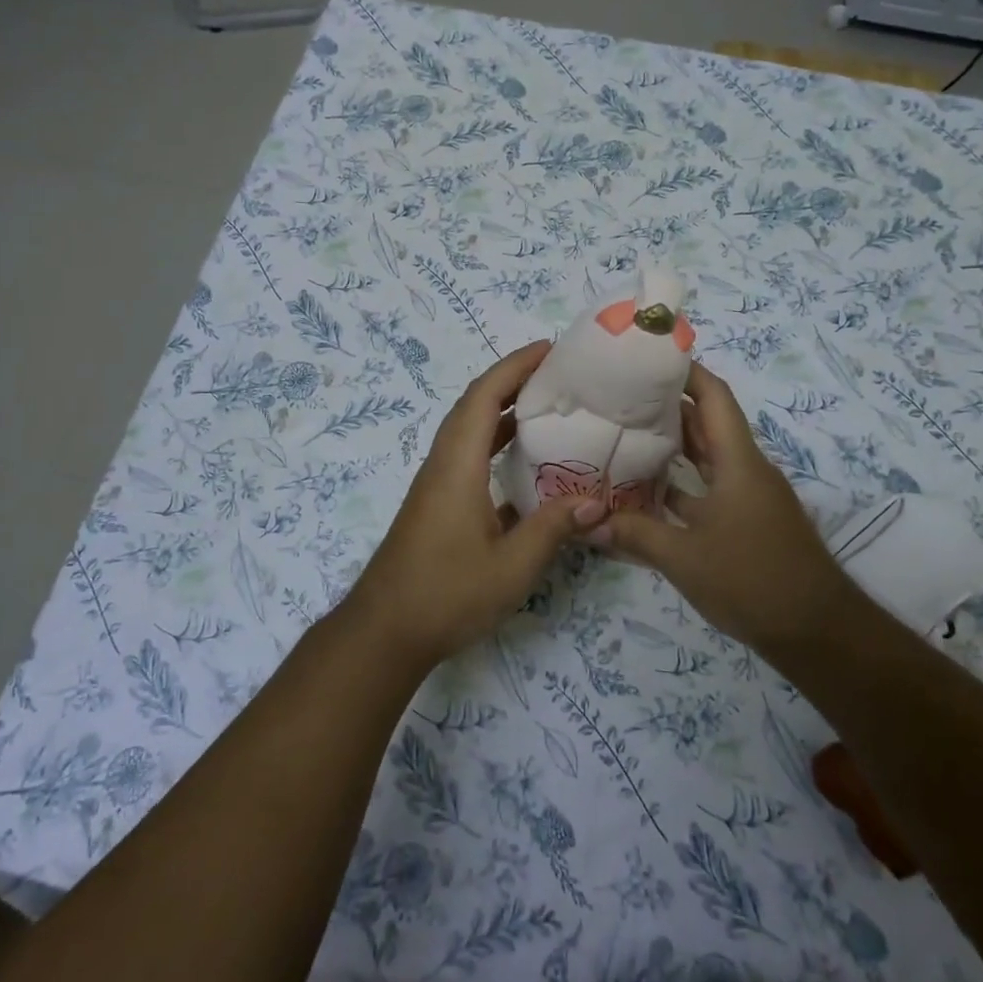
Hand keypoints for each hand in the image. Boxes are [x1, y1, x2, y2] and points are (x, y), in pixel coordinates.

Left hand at [344, 341, 606, 668]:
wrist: (385, 631)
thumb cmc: (446, 594)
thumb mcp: (511, 567)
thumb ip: (553, 529)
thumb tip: (597, 501)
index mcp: (457, 465)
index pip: (484, 396)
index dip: (515, 366)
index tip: (550, 349)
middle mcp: (443, 464)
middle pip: (475, 405)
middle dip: (513, 381)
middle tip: (559, 375)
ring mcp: (437, 485)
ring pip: (470, 431)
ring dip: (503, 412)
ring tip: (549, 408)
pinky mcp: (438, 504)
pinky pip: (469, 457)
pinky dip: (496, 445)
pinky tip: (527, 464)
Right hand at [603, 359, 845, 653]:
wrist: (816, 631)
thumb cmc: (752, 580)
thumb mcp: (684, 557)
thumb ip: (634, 534)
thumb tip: (587, 522)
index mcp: (738, 462)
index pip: (714, 397)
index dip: (686, 371)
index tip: (648, 358)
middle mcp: (746, 470)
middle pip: (707, 423)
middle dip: (668, 405)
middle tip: (620, 395)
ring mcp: (748, 497)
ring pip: (707, 457)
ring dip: (673, 445)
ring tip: (624, 433)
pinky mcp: (746, 522)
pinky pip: (708, 488)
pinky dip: (680, 484)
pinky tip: (645, 491)